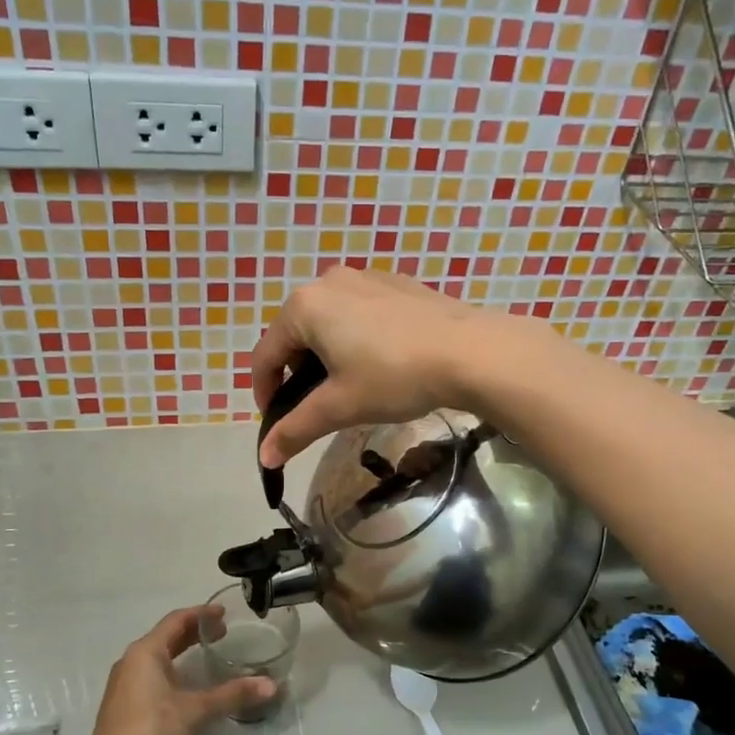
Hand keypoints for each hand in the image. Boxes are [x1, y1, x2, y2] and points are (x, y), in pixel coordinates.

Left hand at [84, 607, 274, 734]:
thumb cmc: (152, 731)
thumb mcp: (197, 710)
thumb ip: (233, 694)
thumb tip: (271, 685)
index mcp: (145, 652)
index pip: (176, 620)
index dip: (201, 614)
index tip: (224, 614)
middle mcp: (131, 662)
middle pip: (166, 637)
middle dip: (194, 633)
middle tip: (223, 634)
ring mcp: (124, 685)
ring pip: (158, 658)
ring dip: (182, 653)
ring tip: (208, 657)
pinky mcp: (124, 707)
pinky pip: (152, 676)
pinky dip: (173, 672)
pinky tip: (187, 688)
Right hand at [249, 266, 516, 466]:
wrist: (471, 351)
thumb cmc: (394, 376)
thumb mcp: (340, 407)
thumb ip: (296, 429)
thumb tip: (264, 458)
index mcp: (304, 306)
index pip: (265, 355)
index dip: (264, 394)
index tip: (276, 424)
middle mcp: (328, 281)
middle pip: (295, 335)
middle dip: (297, 375)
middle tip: (315, 409)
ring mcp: (365, 277)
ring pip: (328, 322)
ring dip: (326, 357)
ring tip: (349, 388)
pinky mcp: (396, 283)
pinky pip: (359, 313)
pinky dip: (355, 339)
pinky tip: (380, 364)